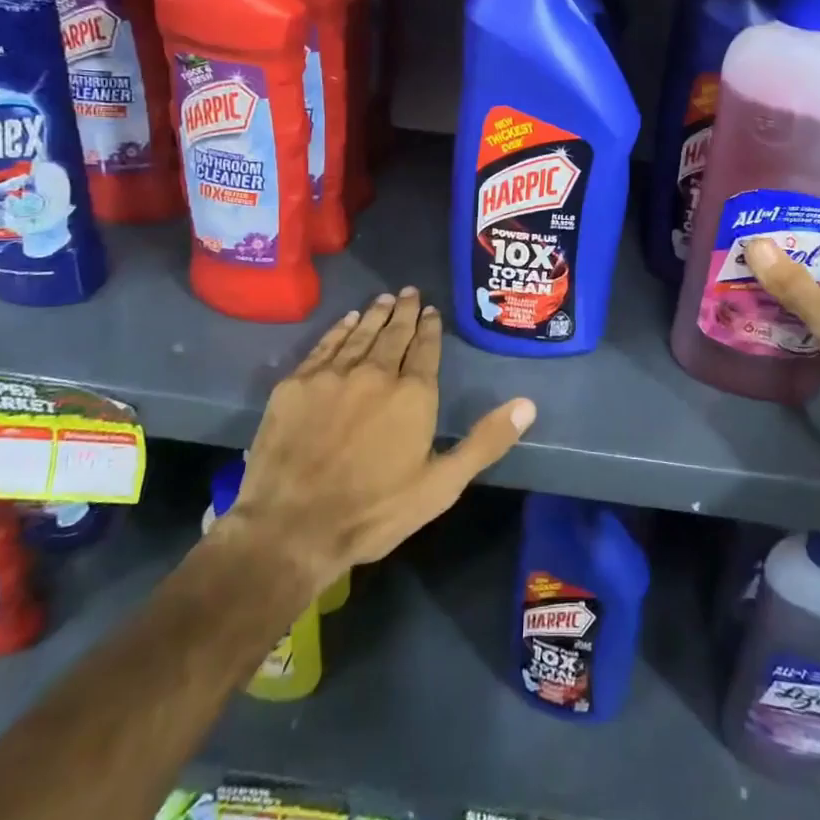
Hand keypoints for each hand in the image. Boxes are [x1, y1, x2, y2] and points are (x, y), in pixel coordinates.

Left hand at [222, 288, 535, 597]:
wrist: (291, 527)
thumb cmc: (374, 511)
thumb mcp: (441, 485)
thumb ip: (485, 441)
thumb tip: (528, 404)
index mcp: (413, 394)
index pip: (425, 348)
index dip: (430, 327)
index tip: (432, 310)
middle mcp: (376, 373)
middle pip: (394, 333)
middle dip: (405, 311)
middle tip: (410, 292)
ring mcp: (333, 375)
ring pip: (361, 334)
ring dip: (375, 314)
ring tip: (385, 298)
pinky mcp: (297, 384)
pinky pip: (325, 345)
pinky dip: (340, 329)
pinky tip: (348, 320)